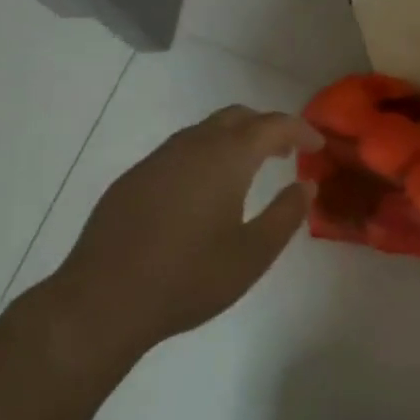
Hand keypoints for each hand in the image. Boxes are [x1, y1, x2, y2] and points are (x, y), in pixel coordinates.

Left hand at [48, 106, 318, 351]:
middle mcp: (193, 145)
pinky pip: (179, 151)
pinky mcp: (133, 178)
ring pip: (205, 131)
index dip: (300, 130)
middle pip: (237, 117)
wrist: (101, 301)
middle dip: (266, 128)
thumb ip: (286, 215)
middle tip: (285, 153)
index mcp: (226, 157)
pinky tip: (201, 193)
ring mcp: (158, 159)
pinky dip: (204, 156)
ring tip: (248, 170)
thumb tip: (307, 185)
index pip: (273, 124)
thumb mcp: (252, 255)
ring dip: (233, 140)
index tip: (317, 146)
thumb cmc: (187, 278)